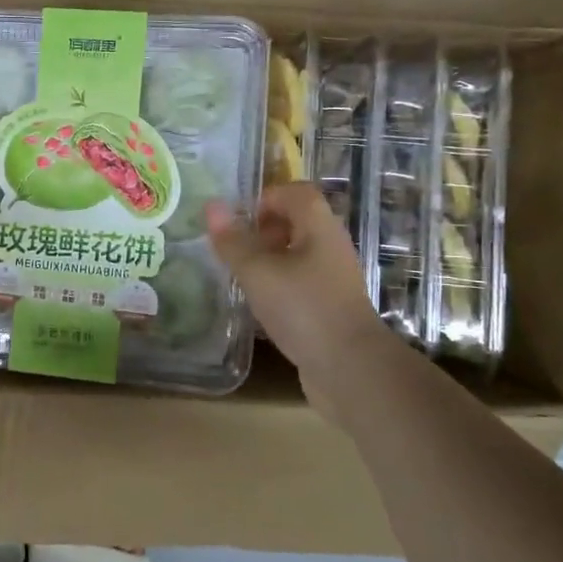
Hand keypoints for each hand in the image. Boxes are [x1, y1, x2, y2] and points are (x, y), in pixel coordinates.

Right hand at [206, 183, 397, 416]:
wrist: (351, 369)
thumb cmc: (303, 308)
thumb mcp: (258, 272)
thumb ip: (233, 241)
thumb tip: (211, 205)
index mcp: (319, 227)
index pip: (297, 192)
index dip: (267, 196)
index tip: (239, 219)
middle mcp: (330, 247)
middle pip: (297, 222)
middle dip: (263, 229)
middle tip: (235, 247)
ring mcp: (333, 279)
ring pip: (298, 255)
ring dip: (269, 259)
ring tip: (241, 275)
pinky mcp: (330, 307)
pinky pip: (301, 283)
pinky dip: (279, 286)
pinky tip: (259, 305)